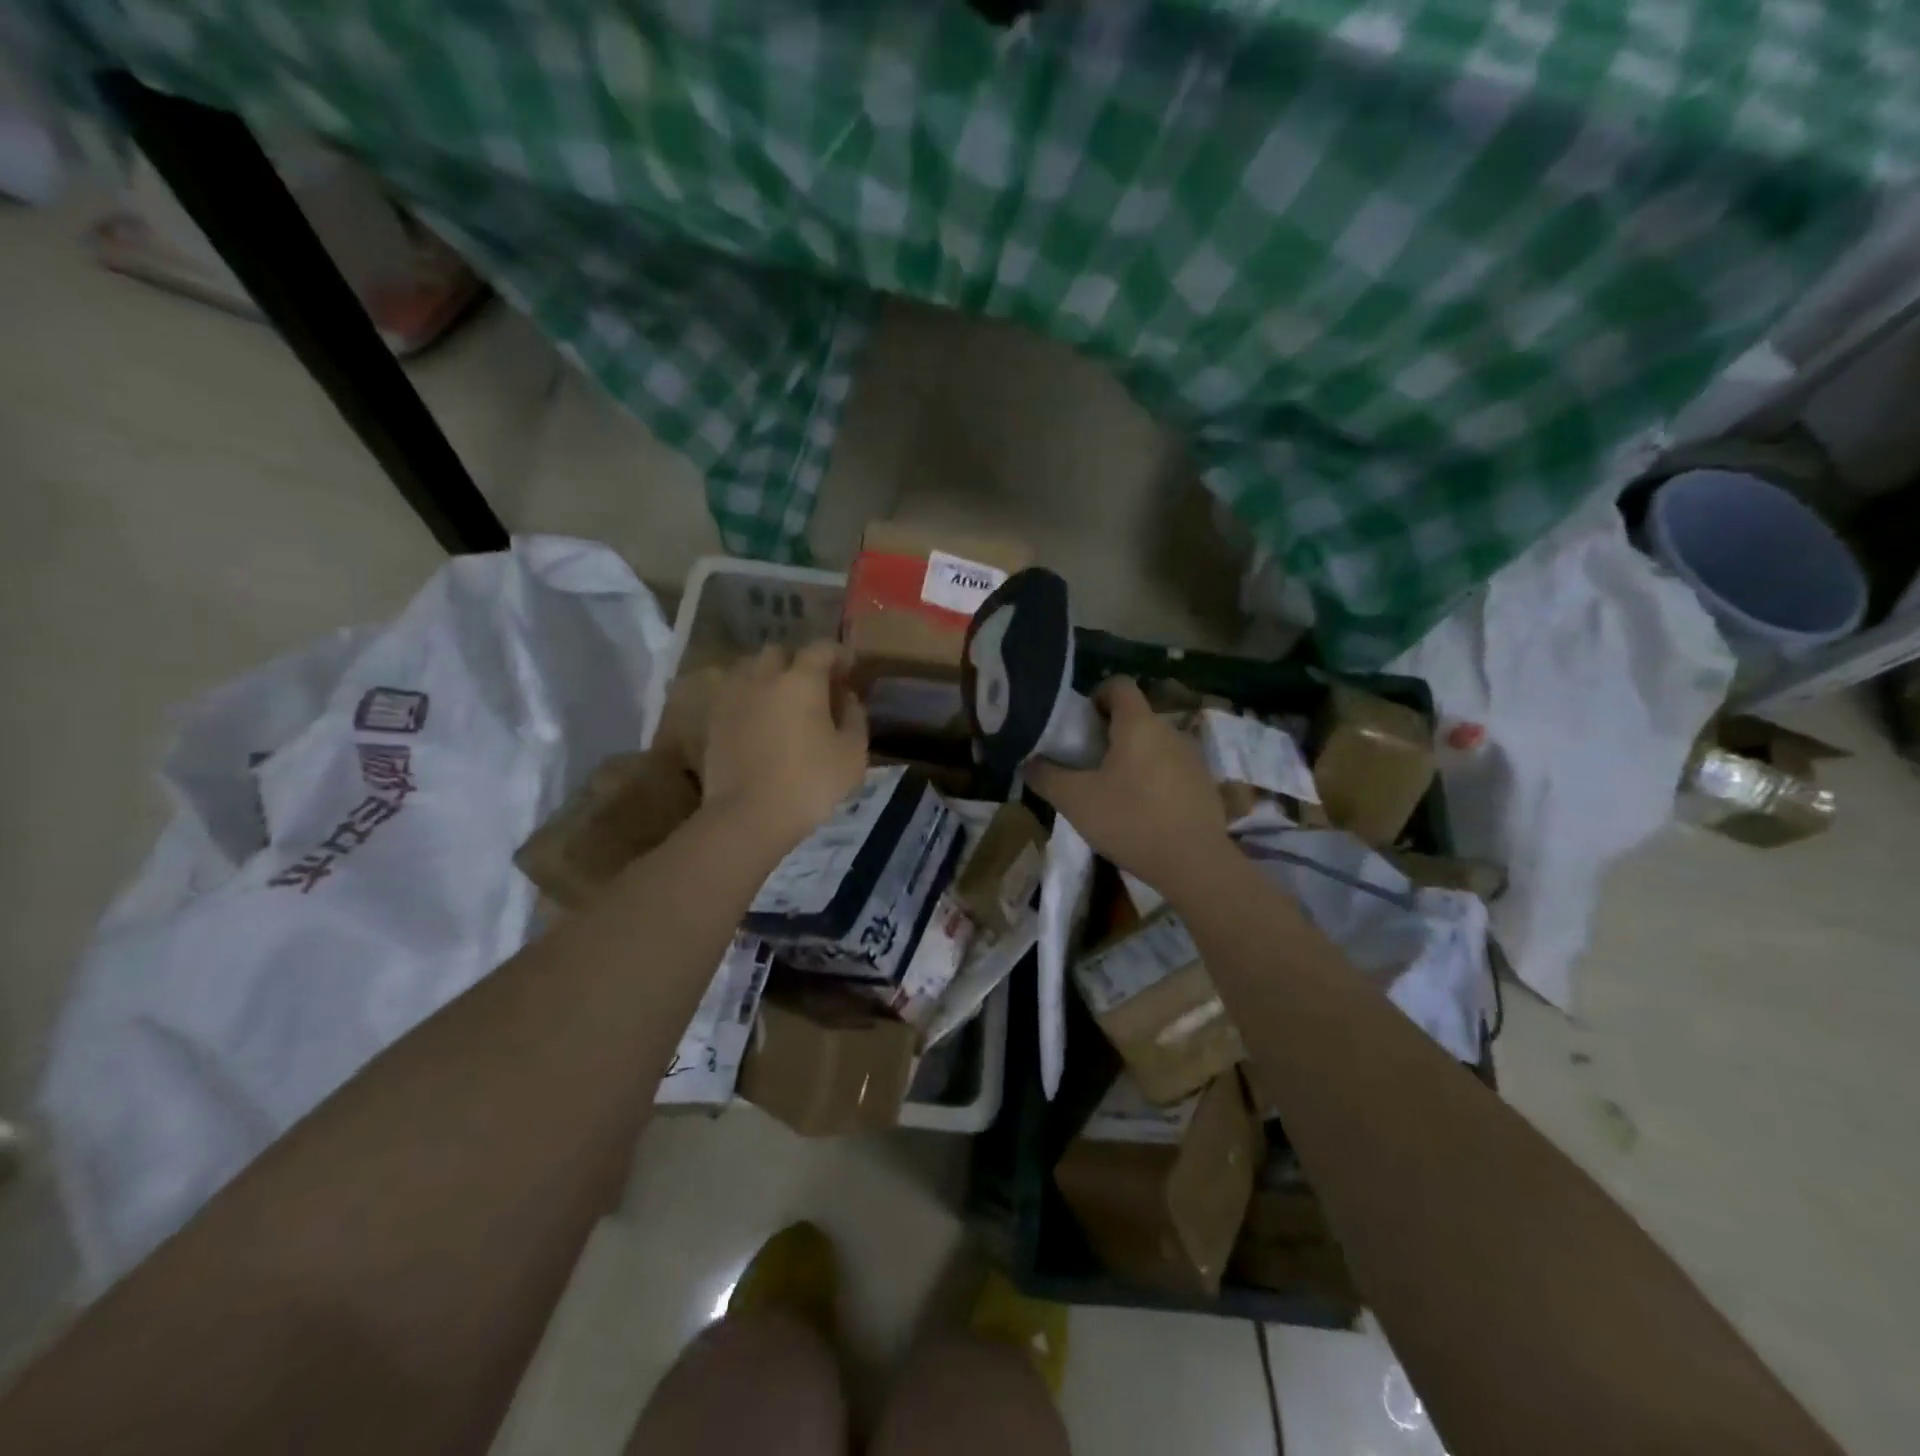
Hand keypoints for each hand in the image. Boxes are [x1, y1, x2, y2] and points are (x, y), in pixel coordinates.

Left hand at [701, 642, 868, 848]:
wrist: (747, 816)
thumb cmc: (809, 783)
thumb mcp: (852, 754)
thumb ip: (855, 718)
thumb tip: (848, 698)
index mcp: (801, 680)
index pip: (821, 648)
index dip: (838, 654)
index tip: (850, 668)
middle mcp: (763, 678)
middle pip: (780, 652)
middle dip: (799, 662)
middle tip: (815, 685)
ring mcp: (733, 697)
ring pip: (751, 670)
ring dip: (770, 677)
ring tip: (783, 701)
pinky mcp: (714, 720)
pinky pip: (734, 694)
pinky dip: (750, 698)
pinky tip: (760, 721)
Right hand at [1026, 677, 1230, 896]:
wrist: (1194, 864)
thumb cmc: (1130, 821)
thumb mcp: (1075, 801)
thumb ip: (1046, 776)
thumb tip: (1028, 762)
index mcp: (1139, 724)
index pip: (1119, 685)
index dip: (1096, 696)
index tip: (1080, 725)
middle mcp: (1170, 731)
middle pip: (1135, 716)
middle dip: (1109, 733)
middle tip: (1086, 763)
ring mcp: (1192, 758)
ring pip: (1154, 744)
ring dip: (1132, 758)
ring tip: (1112, 791)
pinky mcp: (1204, 785)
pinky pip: (1171, 769)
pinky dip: (1153, 779)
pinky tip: (1142, 812)